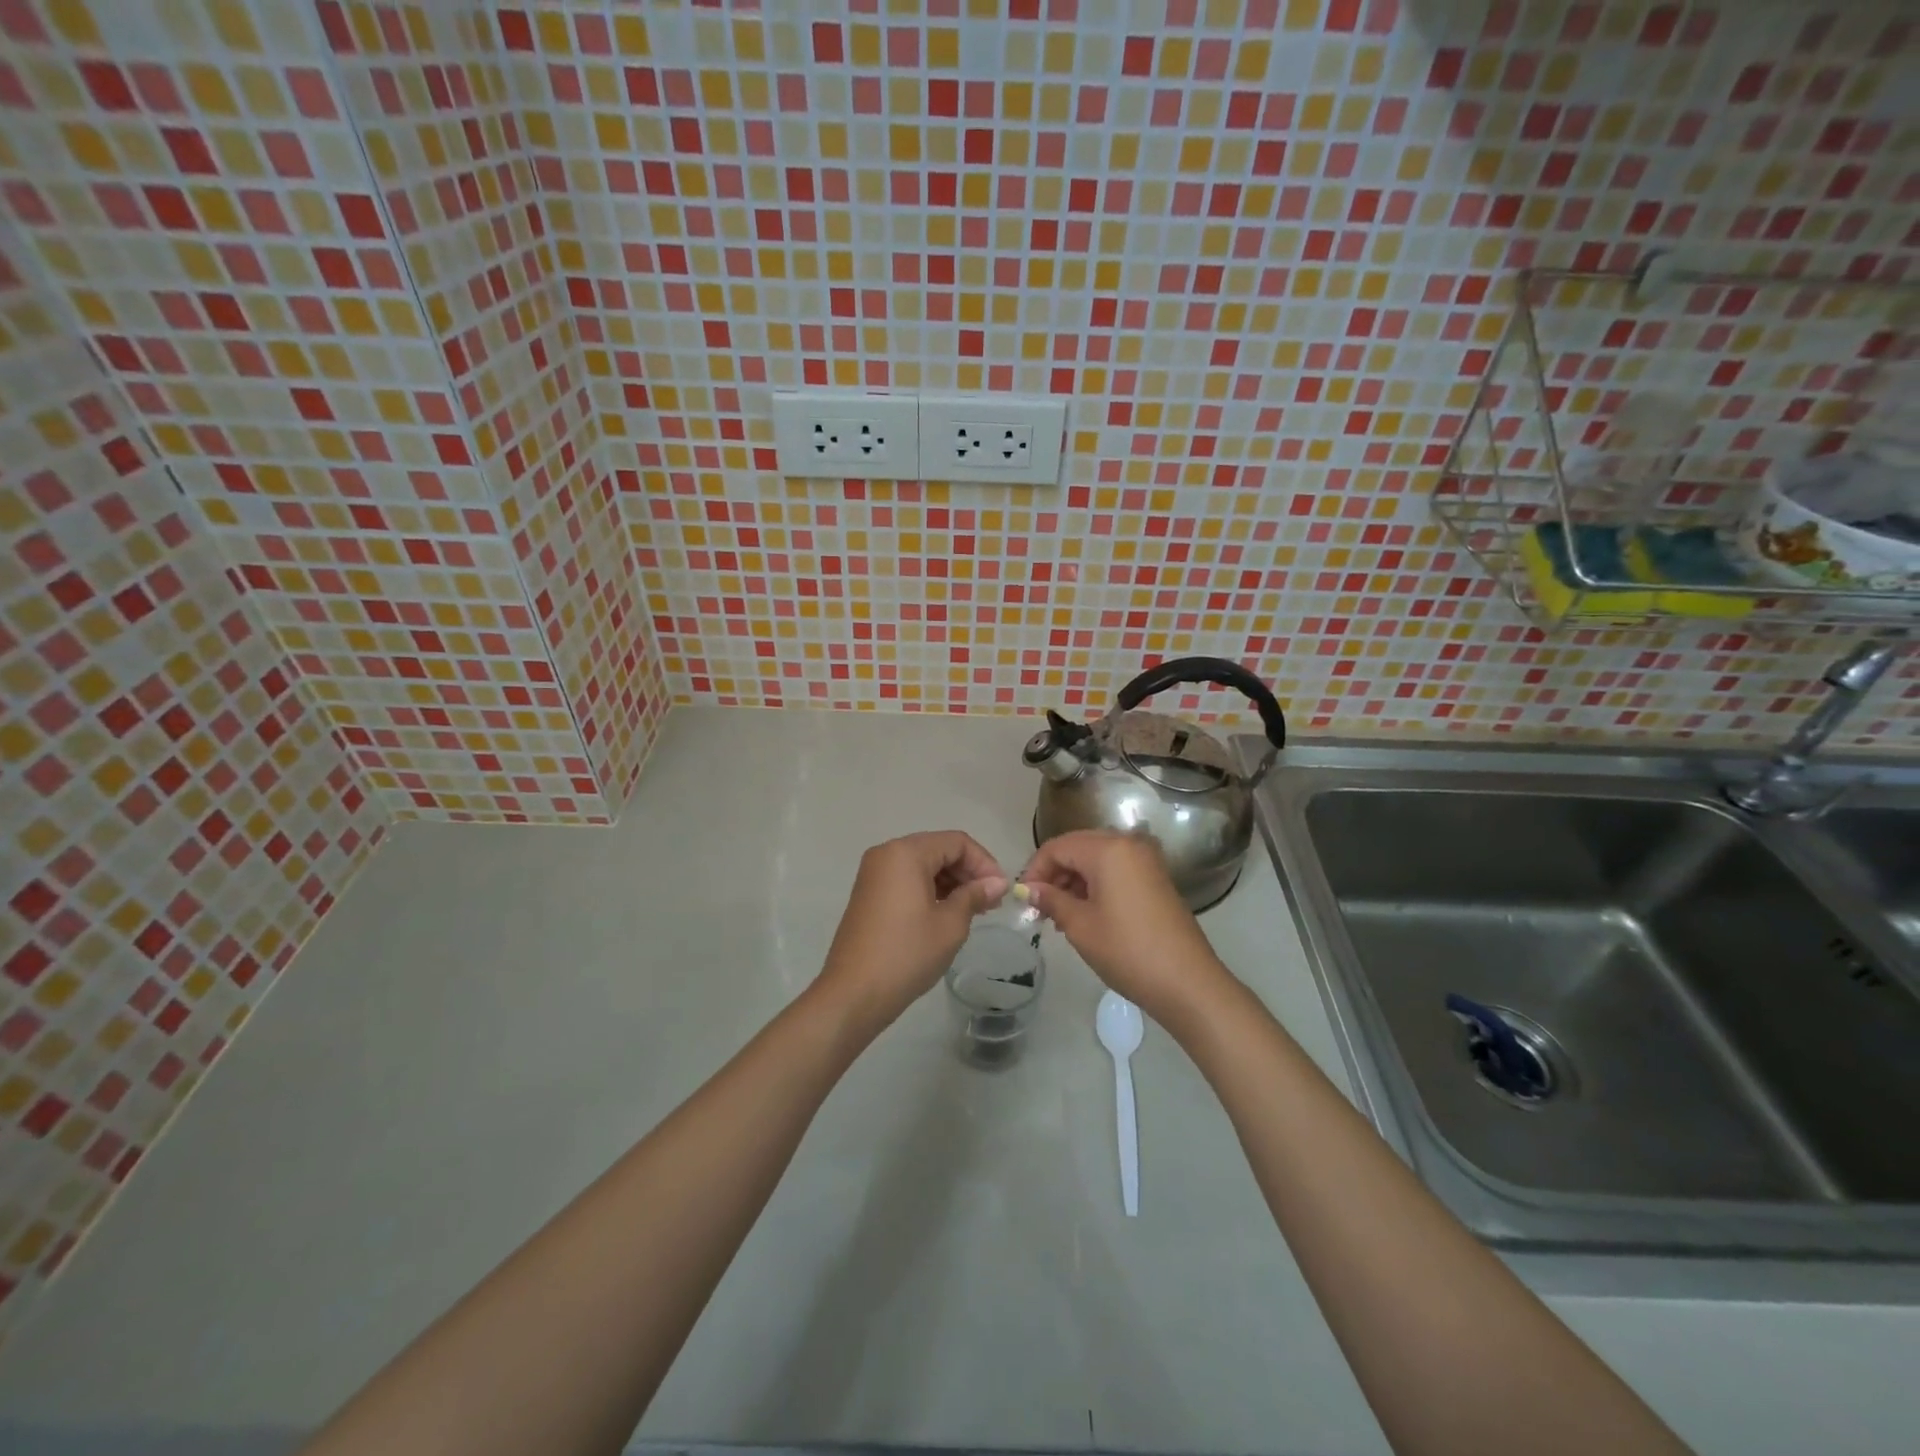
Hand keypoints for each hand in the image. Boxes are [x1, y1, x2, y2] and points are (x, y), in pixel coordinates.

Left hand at [816, 831, 1007, 1033]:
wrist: (853, 993)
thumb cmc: (907, 954)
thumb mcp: (950, 924)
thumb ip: (975, 895)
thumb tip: (997, 882)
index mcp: (905, 853)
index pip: (956, 842)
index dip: (984, 862)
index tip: (1001, 891)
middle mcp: (886, 854)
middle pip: (938, 849)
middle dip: (968, 872)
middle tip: (991, 903)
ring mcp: (874, 874)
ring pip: (923, 865)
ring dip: (951, 882)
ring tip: (974, 911)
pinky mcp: (869, 894)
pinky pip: (907, 880)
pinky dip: (930, 891)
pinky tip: (947, 915)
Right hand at [1022, 830, 1230, 1026]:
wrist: (1187, 982)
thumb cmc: (1127, 950)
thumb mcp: (1080, 925)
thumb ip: (1051, 899)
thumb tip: (1029, 889)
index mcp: (1108, 849)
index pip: (1058, 846)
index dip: (1035, 869)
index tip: (1024, 899)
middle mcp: (1129, 844)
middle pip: (1078, 847)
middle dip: (1054, 873)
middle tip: (1039, 907)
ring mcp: (1146, 861)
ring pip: (1096, 859)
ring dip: (1073, 880)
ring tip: (1058, 915)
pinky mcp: (1155, 878)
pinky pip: (1116, 870)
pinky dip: (1095, 885)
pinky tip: (1084, 913)